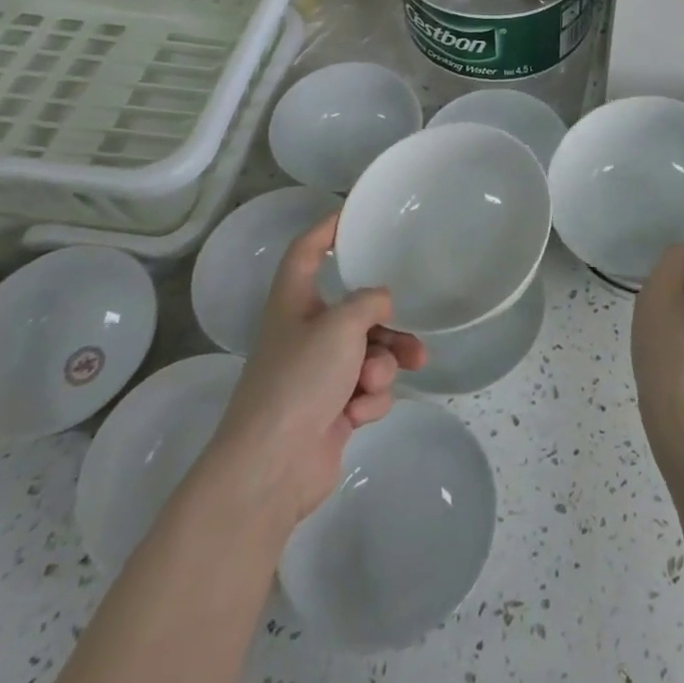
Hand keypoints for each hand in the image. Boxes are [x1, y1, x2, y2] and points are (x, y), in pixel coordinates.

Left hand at [202, 210, 425, 530]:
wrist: (272, 467)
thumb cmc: (300, 380)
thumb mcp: (340, 326)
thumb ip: (369, 302)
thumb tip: (381, 301)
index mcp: (293, 303)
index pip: (306, 252)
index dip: (326, 229)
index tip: (354, 215)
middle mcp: (305, 333)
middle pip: (355, 312)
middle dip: (387, 327)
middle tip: (411, 335)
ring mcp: (318, 374)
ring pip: (369, 353)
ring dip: (382, 366)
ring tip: (380, 380)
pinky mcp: (331, 409)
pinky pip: (366, 389)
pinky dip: (368, 399)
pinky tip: (358, 413)